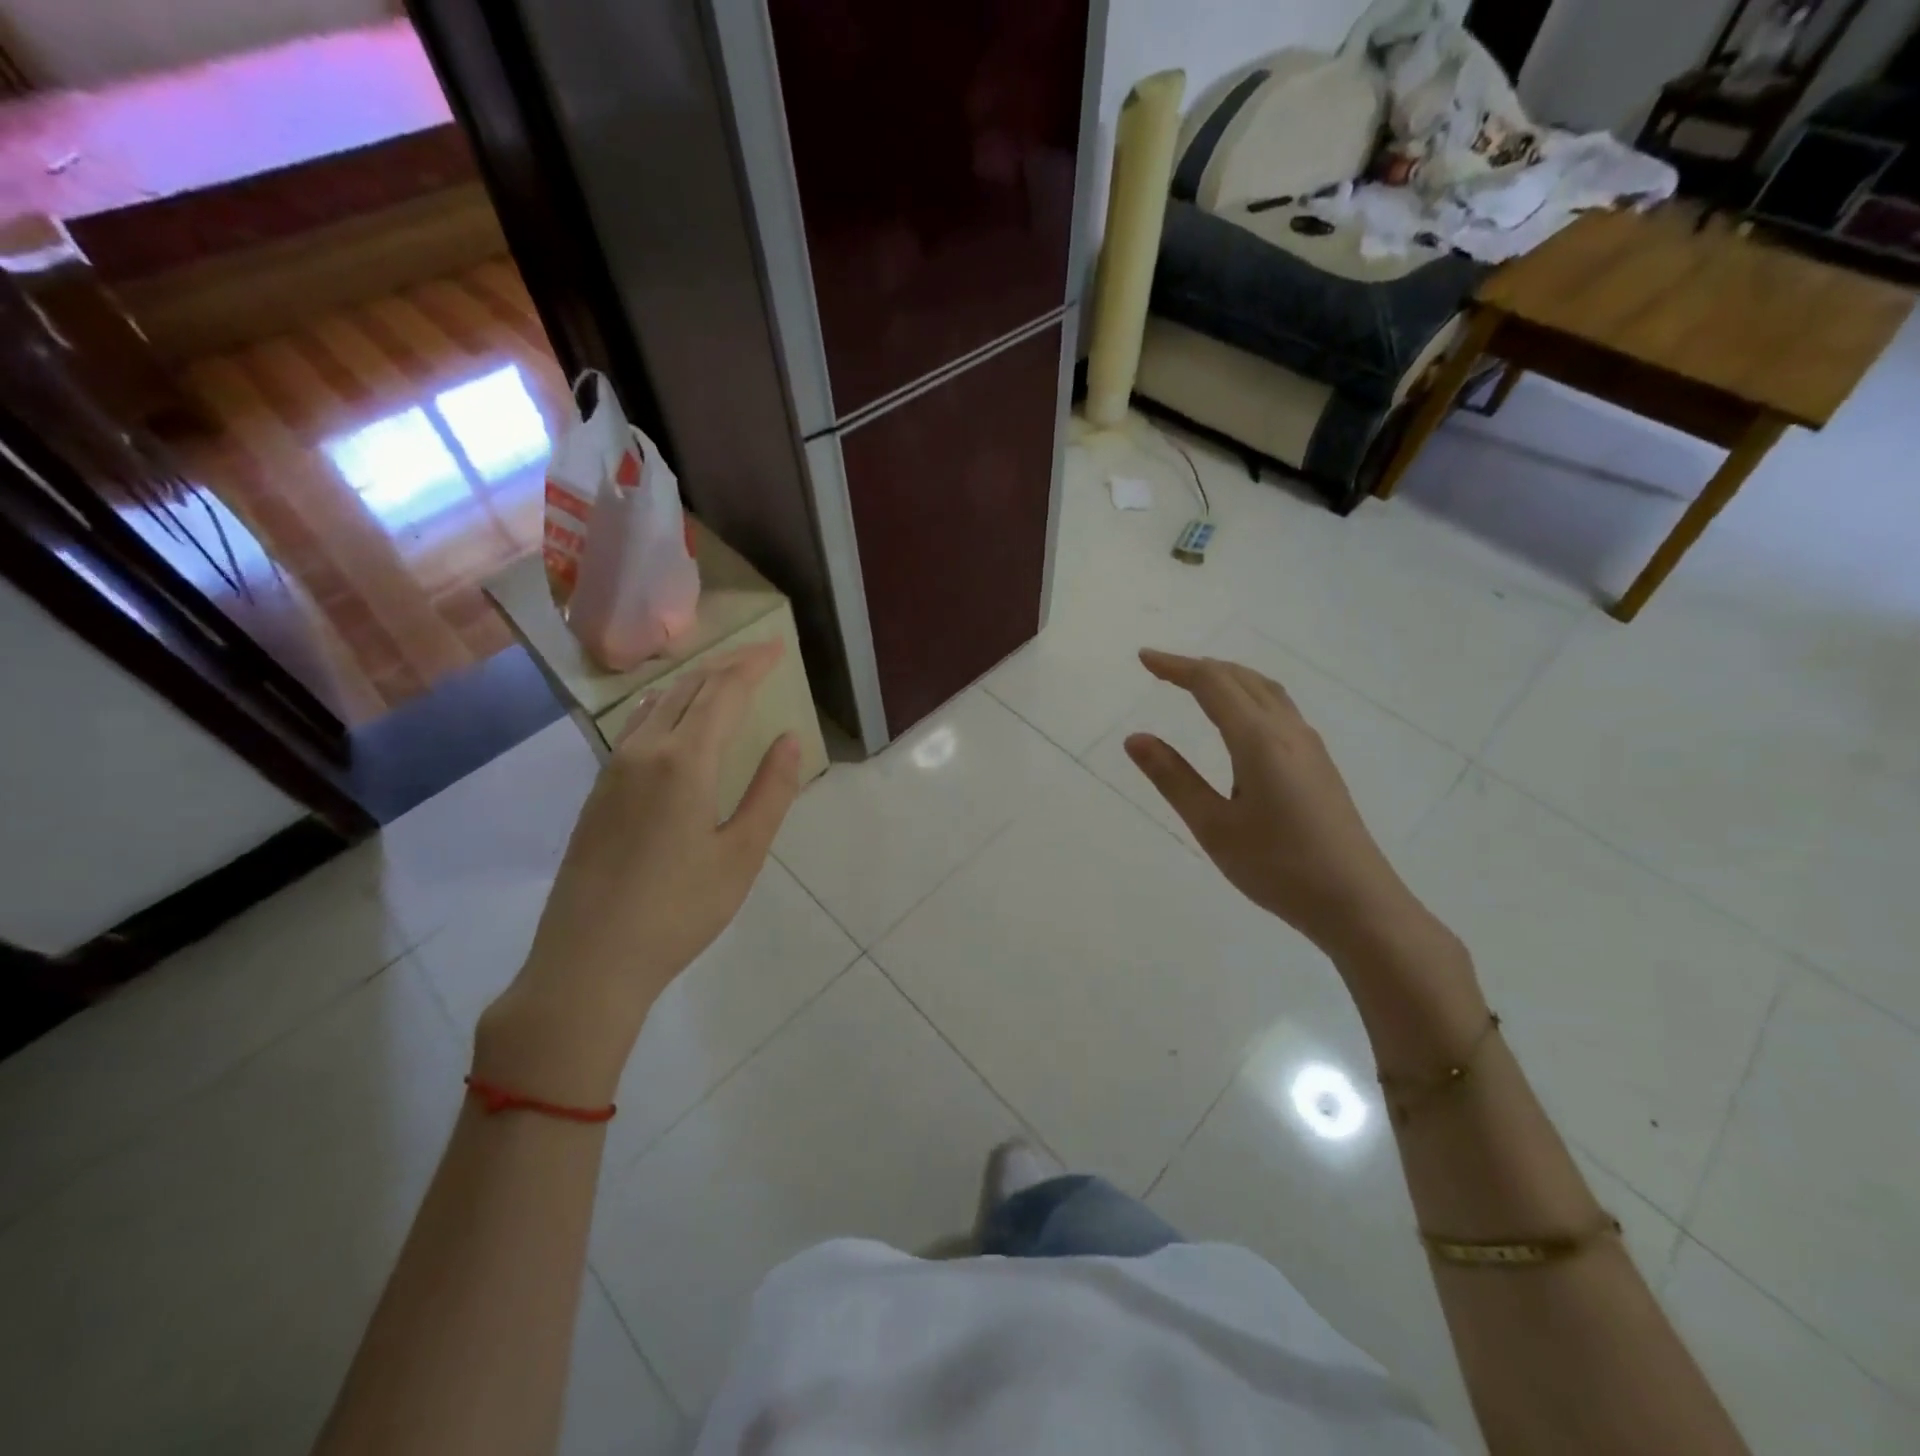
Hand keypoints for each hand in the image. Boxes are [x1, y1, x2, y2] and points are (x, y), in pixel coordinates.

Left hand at [475, 641, 801, 1104]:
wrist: (588, 959)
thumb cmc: (680, 910)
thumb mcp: (742, 854)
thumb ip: (771, 791)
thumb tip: (789, 739)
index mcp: (684, 761)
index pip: (723, 692)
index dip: (752, 665)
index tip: (777, 646)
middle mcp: (644, 751)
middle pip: (688, 689)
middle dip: (726, 666)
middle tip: (757, 657)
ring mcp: (613, 770)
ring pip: (657, 704)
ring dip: (693, 683)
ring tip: (721, 678)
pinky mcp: (598, 792)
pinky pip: (635, 727)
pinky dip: (664, 706)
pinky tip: (668, 715)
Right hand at [1123, 649, 1427, 961]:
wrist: (1357, 903)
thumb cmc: (1279, 868)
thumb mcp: (1214, 827)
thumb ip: (1174, 778)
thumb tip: (1135, 738)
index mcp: (1259, 740)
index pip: (1212, 684)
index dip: (1176, 667)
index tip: (1144, 659)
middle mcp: (1288, 731)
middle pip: (1241, 678)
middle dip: (1199, 667)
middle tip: (1161, 670)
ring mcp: (1309, 746)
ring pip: (1265, 690)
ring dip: (1227, 677)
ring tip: (1196, 683)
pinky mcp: (1319, 763)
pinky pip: (1279, 708)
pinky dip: (1248, 694)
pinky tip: (1240, 718)